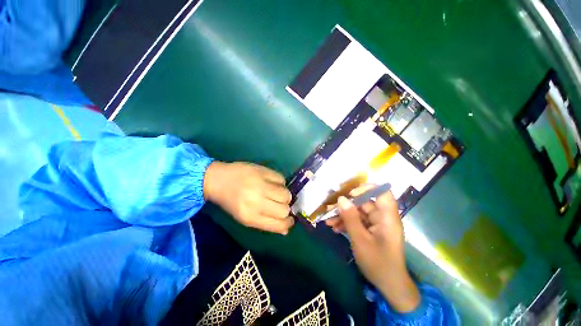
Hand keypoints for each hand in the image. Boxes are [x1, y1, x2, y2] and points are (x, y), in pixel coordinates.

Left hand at [204, 162, 293, 234]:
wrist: (219, 179)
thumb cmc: (231, 201)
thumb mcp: (245, 217)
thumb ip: (266, 223)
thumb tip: (286, 229)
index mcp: (250, 217)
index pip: (279, 224)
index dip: (288, 223)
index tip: (290, 220)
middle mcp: (256, 202)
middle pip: (284, 209)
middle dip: (285, 208)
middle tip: (280, 204)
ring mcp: (261, 185)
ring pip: (286, 194)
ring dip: (284, 195)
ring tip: (277, 192)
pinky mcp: (263, 172)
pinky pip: (281, 179)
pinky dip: (280, 182)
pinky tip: (273, 182)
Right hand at [326, 185, 419, 312]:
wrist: (388, 286)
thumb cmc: (378, 263)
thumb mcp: (360, 240)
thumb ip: (350, 218)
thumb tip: (341, 199)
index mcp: (387, 217)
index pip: (382, 193)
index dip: (367, 189)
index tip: (350, 194)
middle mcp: (383, 217)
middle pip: (364, 202)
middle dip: (346, 205)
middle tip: (330, 209)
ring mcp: (376, 224)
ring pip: (358, 212)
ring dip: (343, 215)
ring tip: (329, 220)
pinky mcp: (371, 230)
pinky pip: (358, 221)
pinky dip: (347, 223)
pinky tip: (335, 228)